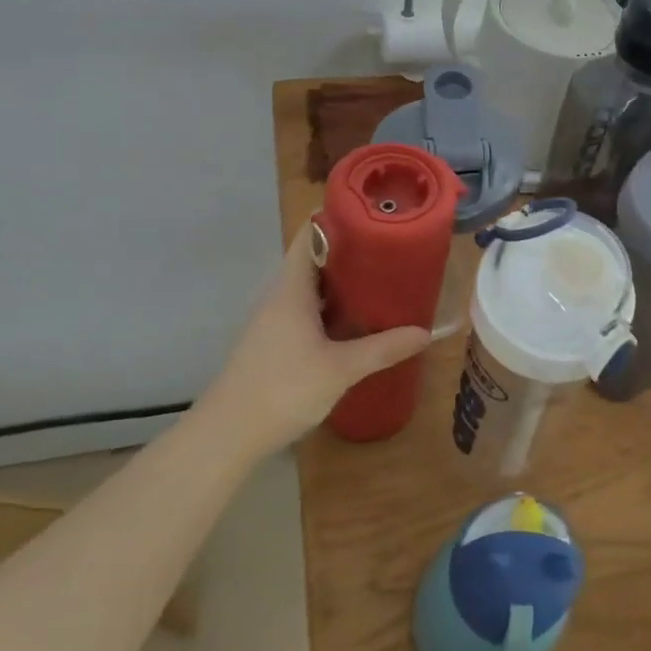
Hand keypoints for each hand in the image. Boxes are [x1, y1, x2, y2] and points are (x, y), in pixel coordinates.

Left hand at [218, 228, 432, 436]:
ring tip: (382, 278)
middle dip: (351, 250)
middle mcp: (280, 296)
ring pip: (312, 287)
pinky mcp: (275, 342)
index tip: (372, 213)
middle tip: (390, 247)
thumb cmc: (283, 389)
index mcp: (292, 289)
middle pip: (315, 258)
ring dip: (343, 281)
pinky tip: (357, 320)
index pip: (310, 234)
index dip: (337, 217)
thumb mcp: (341, 369)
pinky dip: (333, 306)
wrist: (226, 436)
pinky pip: (308, 309)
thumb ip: (383, 349)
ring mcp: (274, 320)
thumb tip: (425, 332)